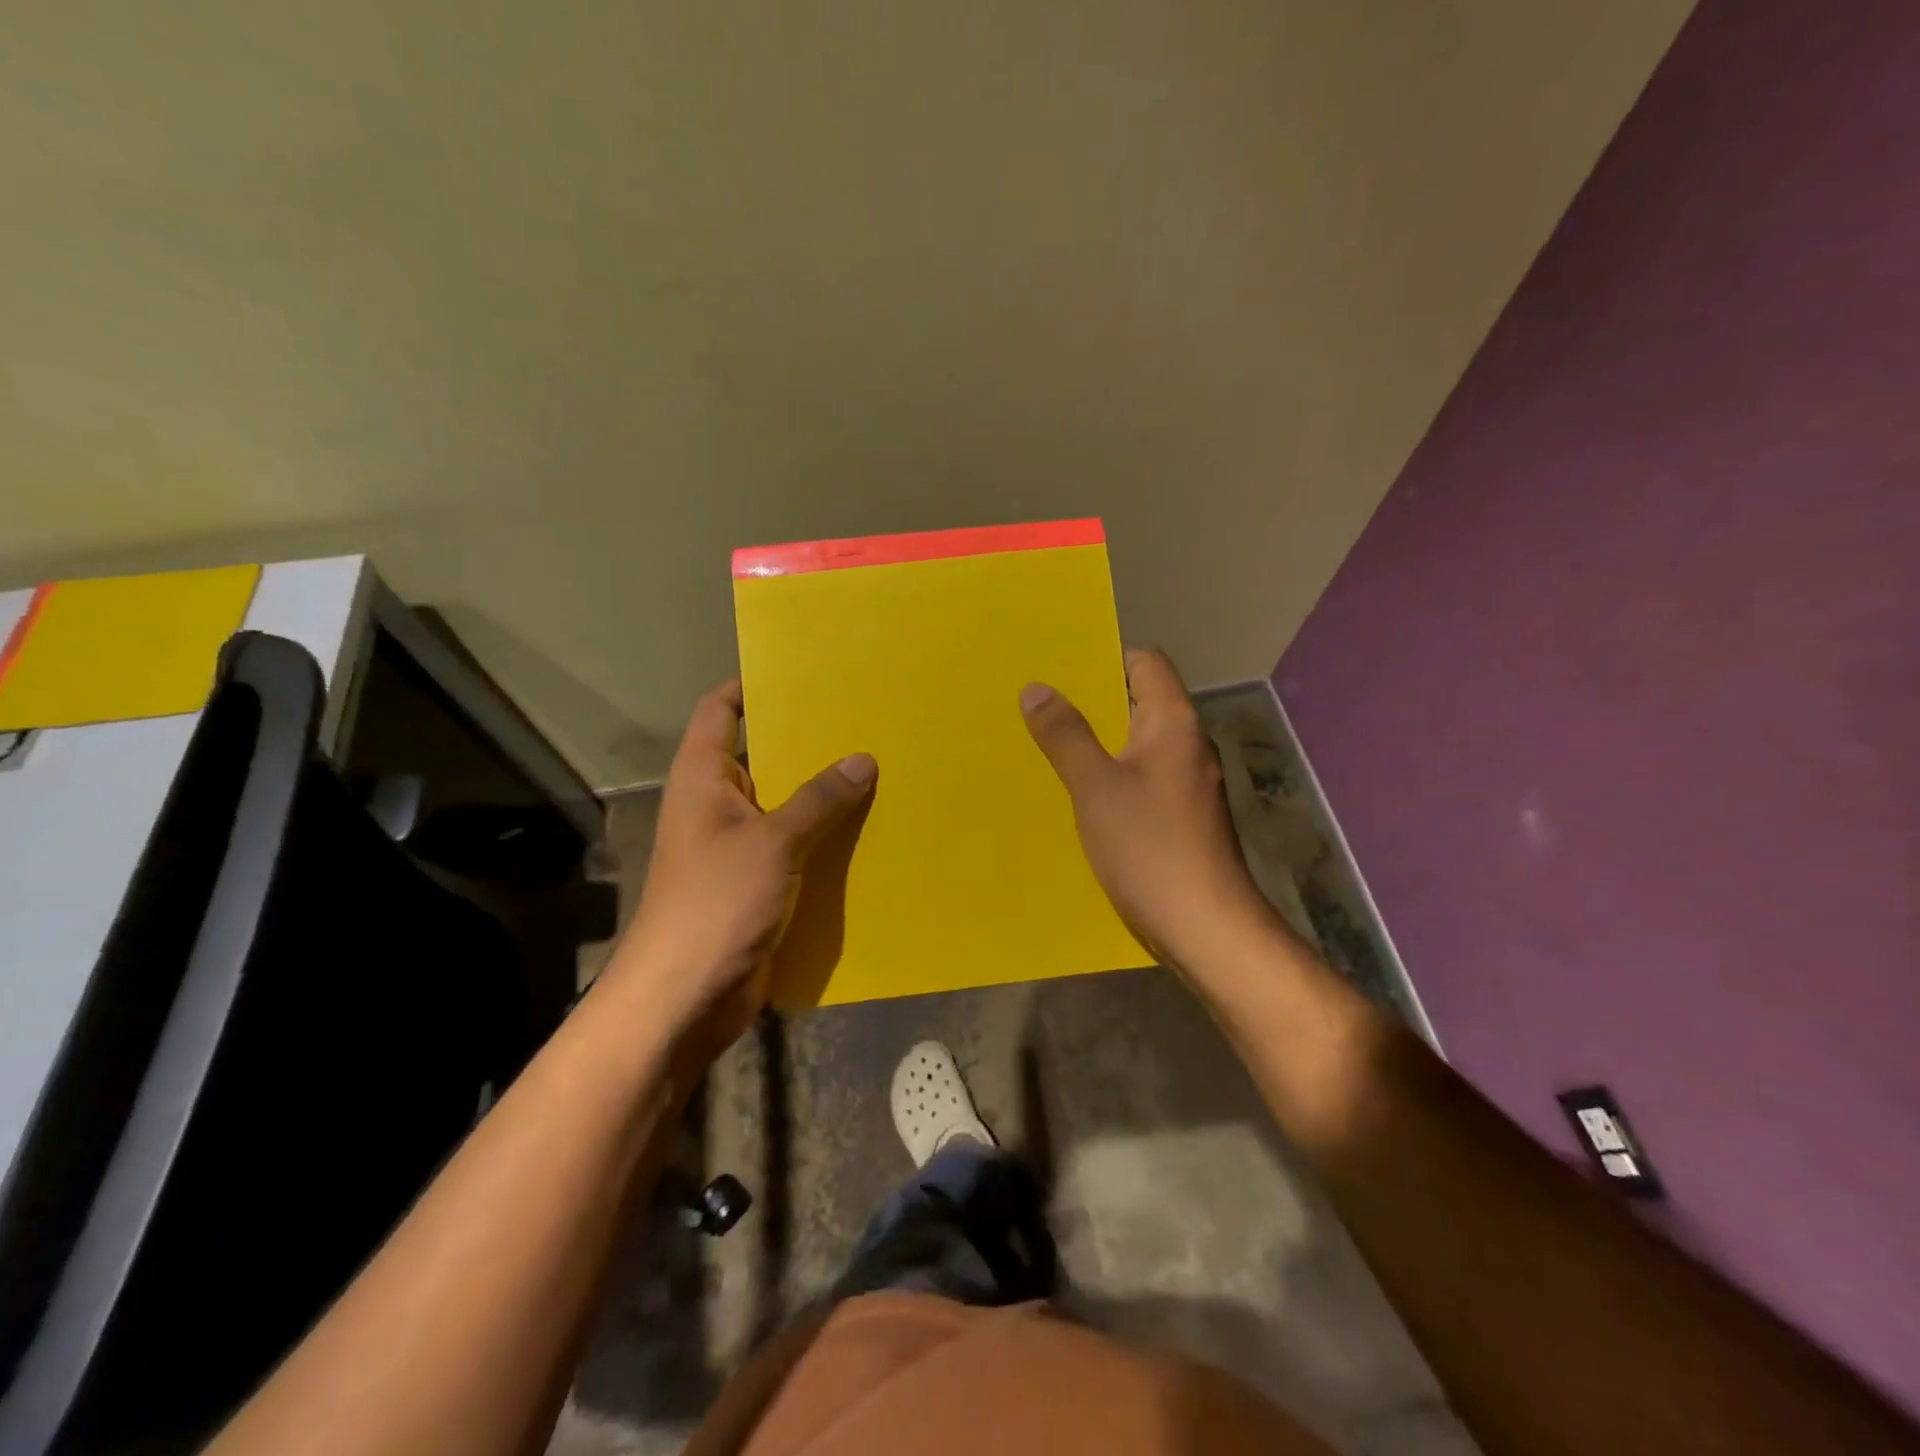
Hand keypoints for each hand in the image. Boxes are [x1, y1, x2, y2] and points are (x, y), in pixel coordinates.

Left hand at [606, 680, 875, 1046]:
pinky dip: (826, 839)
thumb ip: (819, 800)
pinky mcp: (759, 883)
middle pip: (764, 757)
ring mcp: (738, 846)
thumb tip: (862, 760)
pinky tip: (870, 831)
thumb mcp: (773, 843)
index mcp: (704, 778)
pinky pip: (798, 848)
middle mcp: (719, 804)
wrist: (686, 997)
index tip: (804, 672)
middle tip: (865, 721)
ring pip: (787, 806)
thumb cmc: (716, 903)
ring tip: (880, 770)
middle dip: (809, 742)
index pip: (721, 710)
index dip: (752, 686)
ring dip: (825, 796)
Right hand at [1020, 648, 1274, 972]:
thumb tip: (1037, 688)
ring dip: (1099, 744)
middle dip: (1092, 704)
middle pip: (1140, 703)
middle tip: (1040, 709)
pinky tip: (1080, 798)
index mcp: (1173, 722)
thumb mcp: (1094, 787)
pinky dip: (1112, 778)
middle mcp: (1187, 744)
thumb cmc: (1149, 847)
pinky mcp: (1183, 816)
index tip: (1060, 672)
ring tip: (1049, 749)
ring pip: (1138, 745)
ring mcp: (1189, 782)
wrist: (1206, 926)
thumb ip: (1065, 735)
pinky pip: (1142, 779)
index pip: (1146, 662)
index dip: (1105, 659)